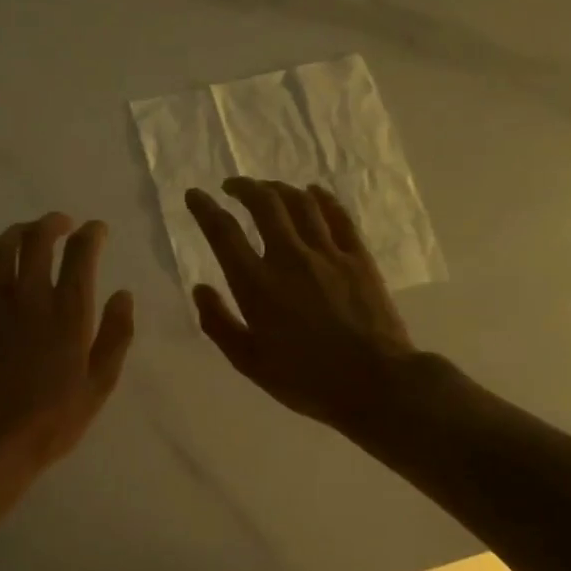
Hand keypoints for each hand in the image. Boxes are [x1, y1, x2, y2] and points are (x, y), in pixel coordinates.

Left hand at [0, 213, 133, 485]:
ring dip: (18, 232)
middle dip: (54, 223)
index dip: (92, 234)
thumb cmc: (52, 419)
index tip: (97, 230)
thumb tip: (123, 294)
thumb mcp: (99, 384)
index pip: (81, 254)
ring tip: (29, 231)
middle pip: (39, 240)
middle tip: (63, 223)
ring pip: (3, 249)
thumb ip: (116, 335)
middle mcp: (31, 297)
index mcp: (68, 313)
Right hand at [186, 179, 425, 436]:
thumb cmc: (306, 379)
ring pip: (300, 203)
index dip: (205, 209)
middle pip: (264, 204)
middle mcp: (289, 258)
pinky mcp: (358, 258)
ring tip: (267, 189)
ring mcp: (327, 254)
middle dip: (243, 187)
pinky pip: (338, 216)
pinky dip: (322, 197)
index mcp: (256, 284)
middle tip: (232, 186)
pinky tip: (313, 192)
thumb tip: (200, 289)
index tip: (194, 195)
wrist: (375, 384)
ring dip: (278, 188)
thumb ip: (219, 323)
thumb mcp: (249, 362)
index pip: (223, 232)